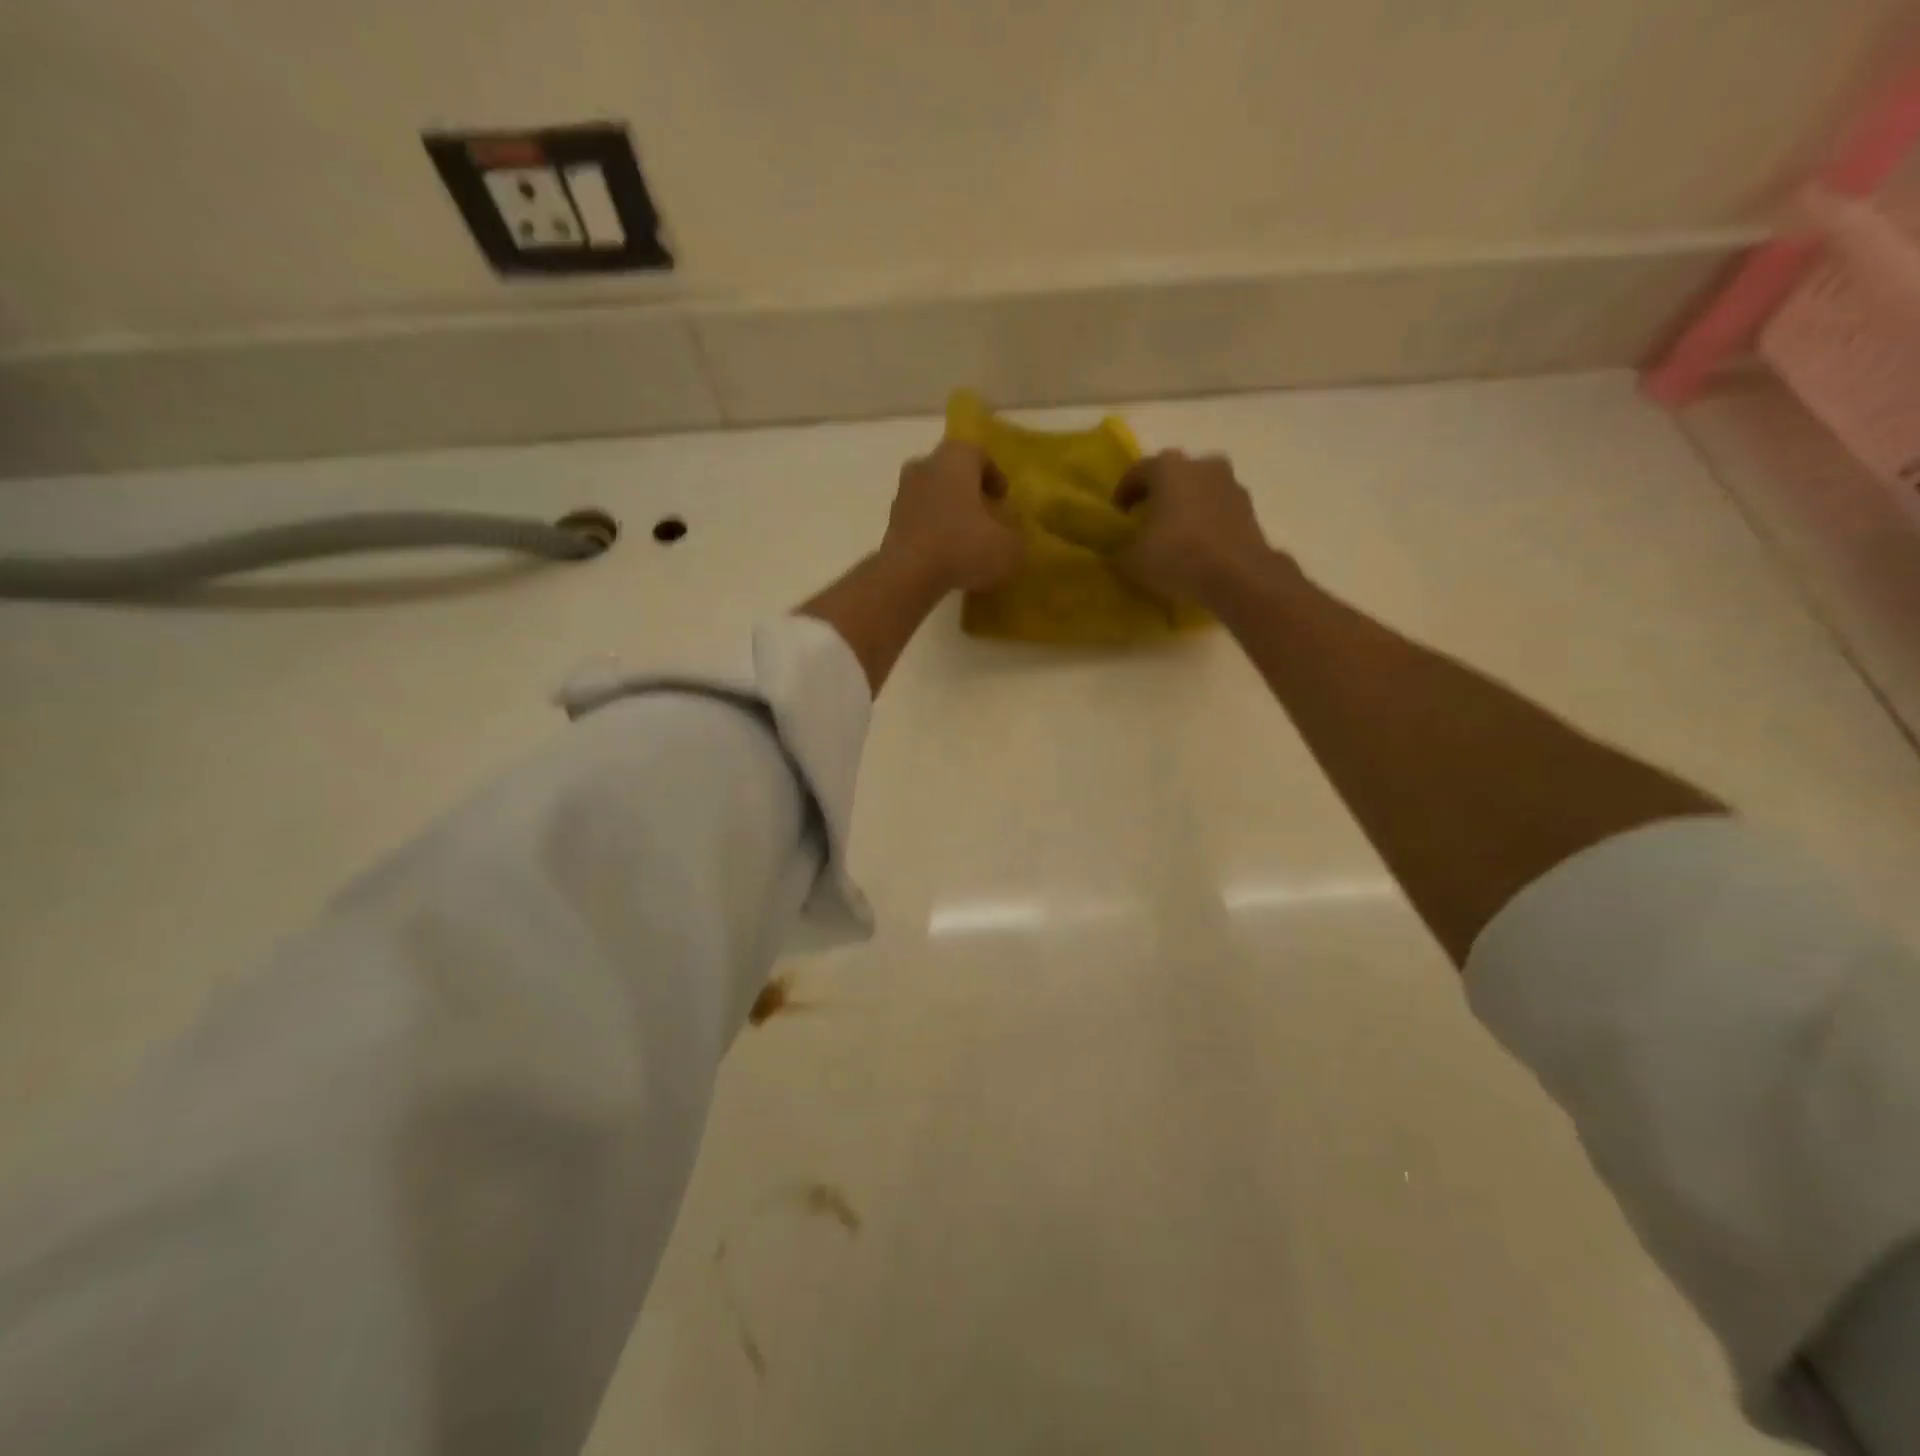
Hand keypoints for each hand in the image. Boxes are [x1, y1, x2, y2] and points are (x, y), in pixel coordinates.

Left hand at [881, 441, 1021, 592]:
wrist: (909, 574)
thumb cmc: (964, 546)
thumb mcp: (1009, 546)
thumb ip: (1015, 536)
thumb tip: (1011, 536)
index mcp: (955, 458)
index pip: (979, 454)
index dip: (994, 476)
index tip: (1002, 499)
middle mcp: (925, 466)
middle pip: (951, 472)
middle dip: (968, 491)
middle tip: (985, 516)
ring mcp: (902, 494)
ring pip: (932, 495)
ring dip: (948, 511)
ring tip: (965, 539)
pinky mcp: (890, 522)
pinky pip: (919, 519)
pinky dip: (932, 531)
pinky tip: (945, 555)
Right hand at [1113, 450, 1284, 607]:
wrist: (1238, 575)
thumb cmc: (1177, 555)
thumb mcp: (1131, 559)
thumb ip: (1120, 548)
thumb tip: (1119, 548)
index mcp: (1168, 467)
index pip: (1137, 472)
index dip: (1123, 494)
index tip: (1118, 516)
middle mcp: (1202, 465)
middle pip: (1173, 476)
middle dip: (1158, 495)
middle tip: (1147, 522)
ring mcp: (1230, 484)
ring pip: (1199, 490)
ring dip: (1186, 507)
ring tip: (1174, 536)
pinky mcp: (1249, 508)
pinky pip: (1218, 509)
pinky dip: (1206, 522)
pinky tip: (1198, 547)